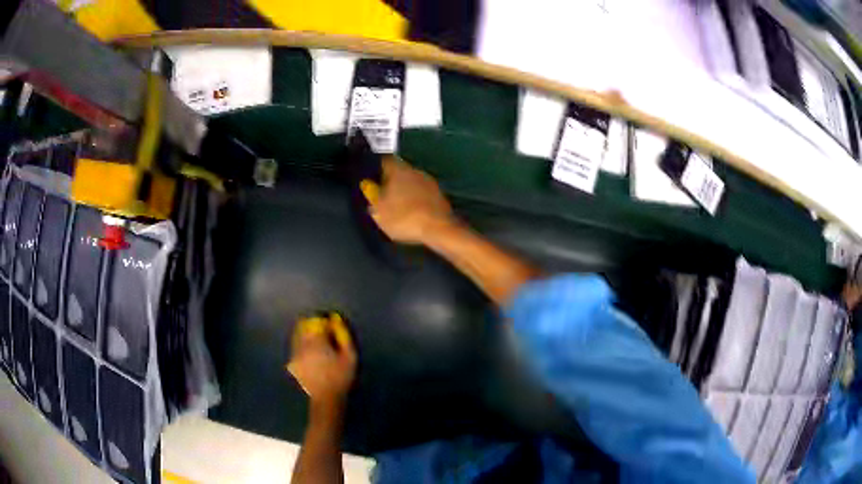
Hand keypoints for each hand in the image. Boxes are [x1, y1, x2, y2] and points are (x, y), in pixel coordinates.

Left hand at [287, 314, 356, 407]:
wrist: (326, 398)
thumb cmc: (341, 376)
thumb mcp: (350, 356)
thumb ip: (344, 336)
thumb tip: (337, 321)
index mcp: (315, 341)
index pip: (315, 320)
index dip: (324, 320)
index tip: (331, 326)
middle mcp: (301, 344)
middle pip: (303, 324)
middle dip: (313, 325)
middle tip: (325, 334)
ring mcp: (294, 353)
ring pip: (297, 335)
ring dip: (306, 334)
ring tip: (319, 345)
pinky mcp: (292, 362)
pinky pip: (295, 346)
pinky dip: (302, 345)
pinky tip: (312, 355)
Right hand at [367, 157, 455, 244]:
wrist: (439, 229)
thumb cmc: (404, 218)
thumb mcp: (379, 211)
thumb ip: (371, 195)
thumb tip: (368, 185)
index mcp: (398, 170)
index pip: (384, 160)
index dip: (376, 167)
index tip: (371, 177)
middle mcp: (415, 170)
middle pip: (399, 170)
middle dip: (391, 180)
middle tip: (383, 193)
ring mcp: (430, 182)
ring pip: (412, 181)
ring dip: (405, 189)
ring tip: (398, 204)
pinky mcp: (440, 194)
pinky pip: (422, 193)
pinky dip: (417, 199)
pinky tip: (413, 211)